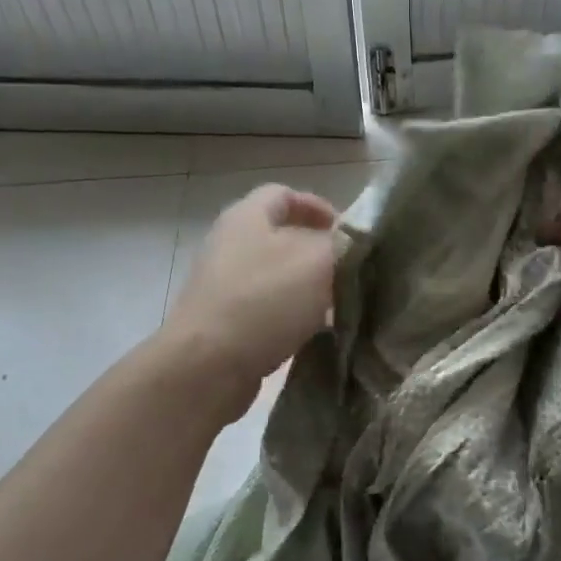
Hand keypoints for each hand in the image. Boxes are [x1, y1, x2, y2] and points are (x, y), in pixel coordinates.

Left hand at [163, 184, 339, 419]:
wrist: (208, 365)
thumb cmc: (264, 300)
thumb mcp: (317, 261)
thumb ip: (341, 244)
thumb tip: (351, 244)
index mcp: (247, 217)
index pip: (284, 194)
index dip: (317, 206)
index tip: (347, 231)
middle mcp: (231, 245)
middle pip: (281, 238)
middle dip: (319, 252)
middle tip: (351, 271)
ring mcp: (225, 286)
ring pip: (278, 278)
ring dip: (310, 289)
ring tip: (341, 306)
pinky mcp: (226, 323)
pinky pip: (268, 311)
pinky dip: (294, 318)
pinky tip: (316, 335)